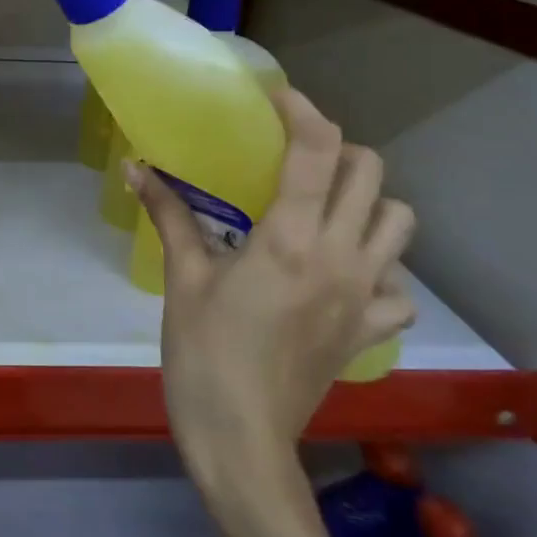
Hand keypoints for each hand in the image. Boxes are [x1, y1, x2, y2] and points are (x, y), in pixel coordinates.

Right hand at [127, 89, 414, 536]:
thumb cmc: (204, 351)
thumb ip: (168, 214)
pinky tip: (344, 273)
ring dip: (369, 201)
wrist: (241, 438)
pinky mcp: (370, 331)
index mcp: (290, 238)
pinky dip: (381, 267)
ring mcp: (365, 296)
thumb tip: (135, 166)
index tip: (277, 98)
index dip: (302, 112)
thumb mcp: (184, 277)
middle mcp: (341, 257)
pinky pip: (400, 287)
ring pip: (400, 223)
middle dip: (338, 149)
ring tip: (327, 207)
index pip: (317, 152)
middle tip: (296, 156)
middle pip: (370, 174)